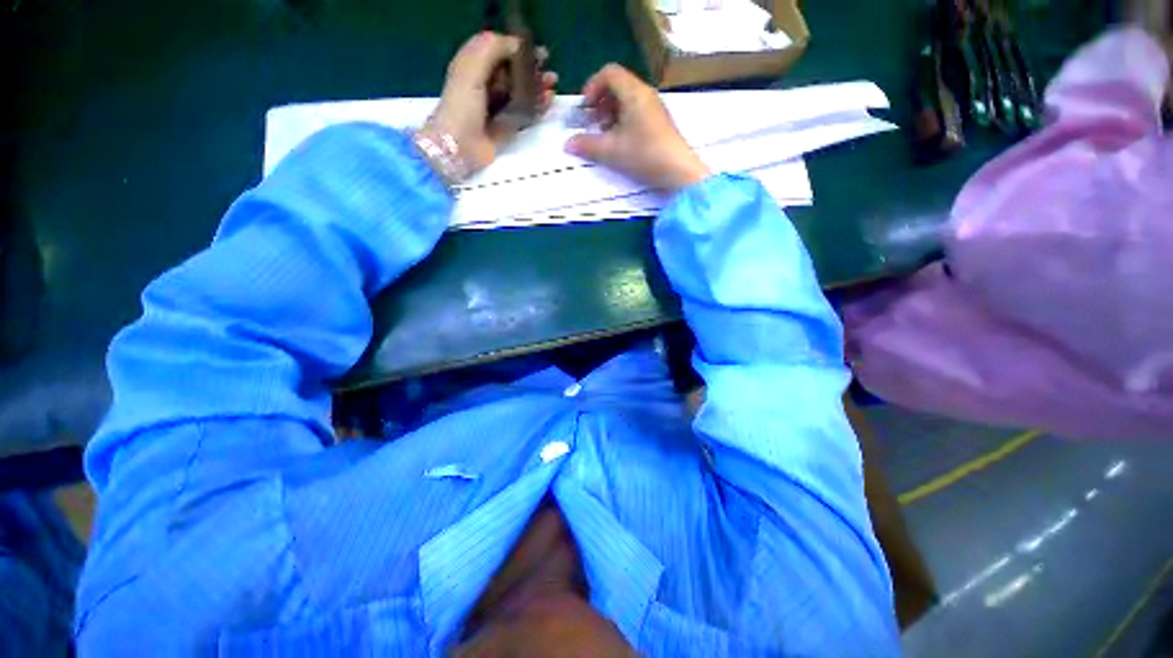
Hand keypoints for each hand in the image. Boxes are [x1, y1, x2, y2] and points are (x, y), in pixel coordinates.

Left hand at [422, 32, 557, 176]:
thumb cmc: (461, 105)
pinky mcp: (506, 128)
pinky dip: (537, 108)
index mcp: (473, 67)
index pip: (499, 52)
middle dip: (532, 70)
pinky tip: (548, 103)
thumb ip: (491, 49)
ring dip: (537, 89)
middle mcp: (486, 86)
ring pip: (521, 94)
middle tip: (550, 72)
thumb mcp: (471, 68)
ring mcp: (497, 109)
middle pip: (513, 73)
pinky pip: (525, 114)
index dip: (518, 48)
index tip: (537, 52)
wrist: (459, 146)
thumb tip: (516, 43)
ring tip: (553, 86)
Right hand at [564, 64, 709, 190]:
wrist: (678, 170)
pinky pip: (636, 110)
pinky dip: (623, 119)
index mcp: (634, 92)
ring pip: (627, 98)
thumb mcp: (612, 151)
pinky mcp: (658, 121)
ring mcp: (654, 107)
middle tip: (595, 123)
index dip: (592, 86)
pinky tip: (621, 141)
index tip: (585, 108)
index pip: (609, 72)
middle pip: (617, 84)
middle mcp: (645, 93)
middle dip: (601, 101)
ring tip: (607, 134)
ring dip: (611, 112)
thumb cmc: (645, 155)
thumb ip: (588, 145)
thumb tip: (567, 144)